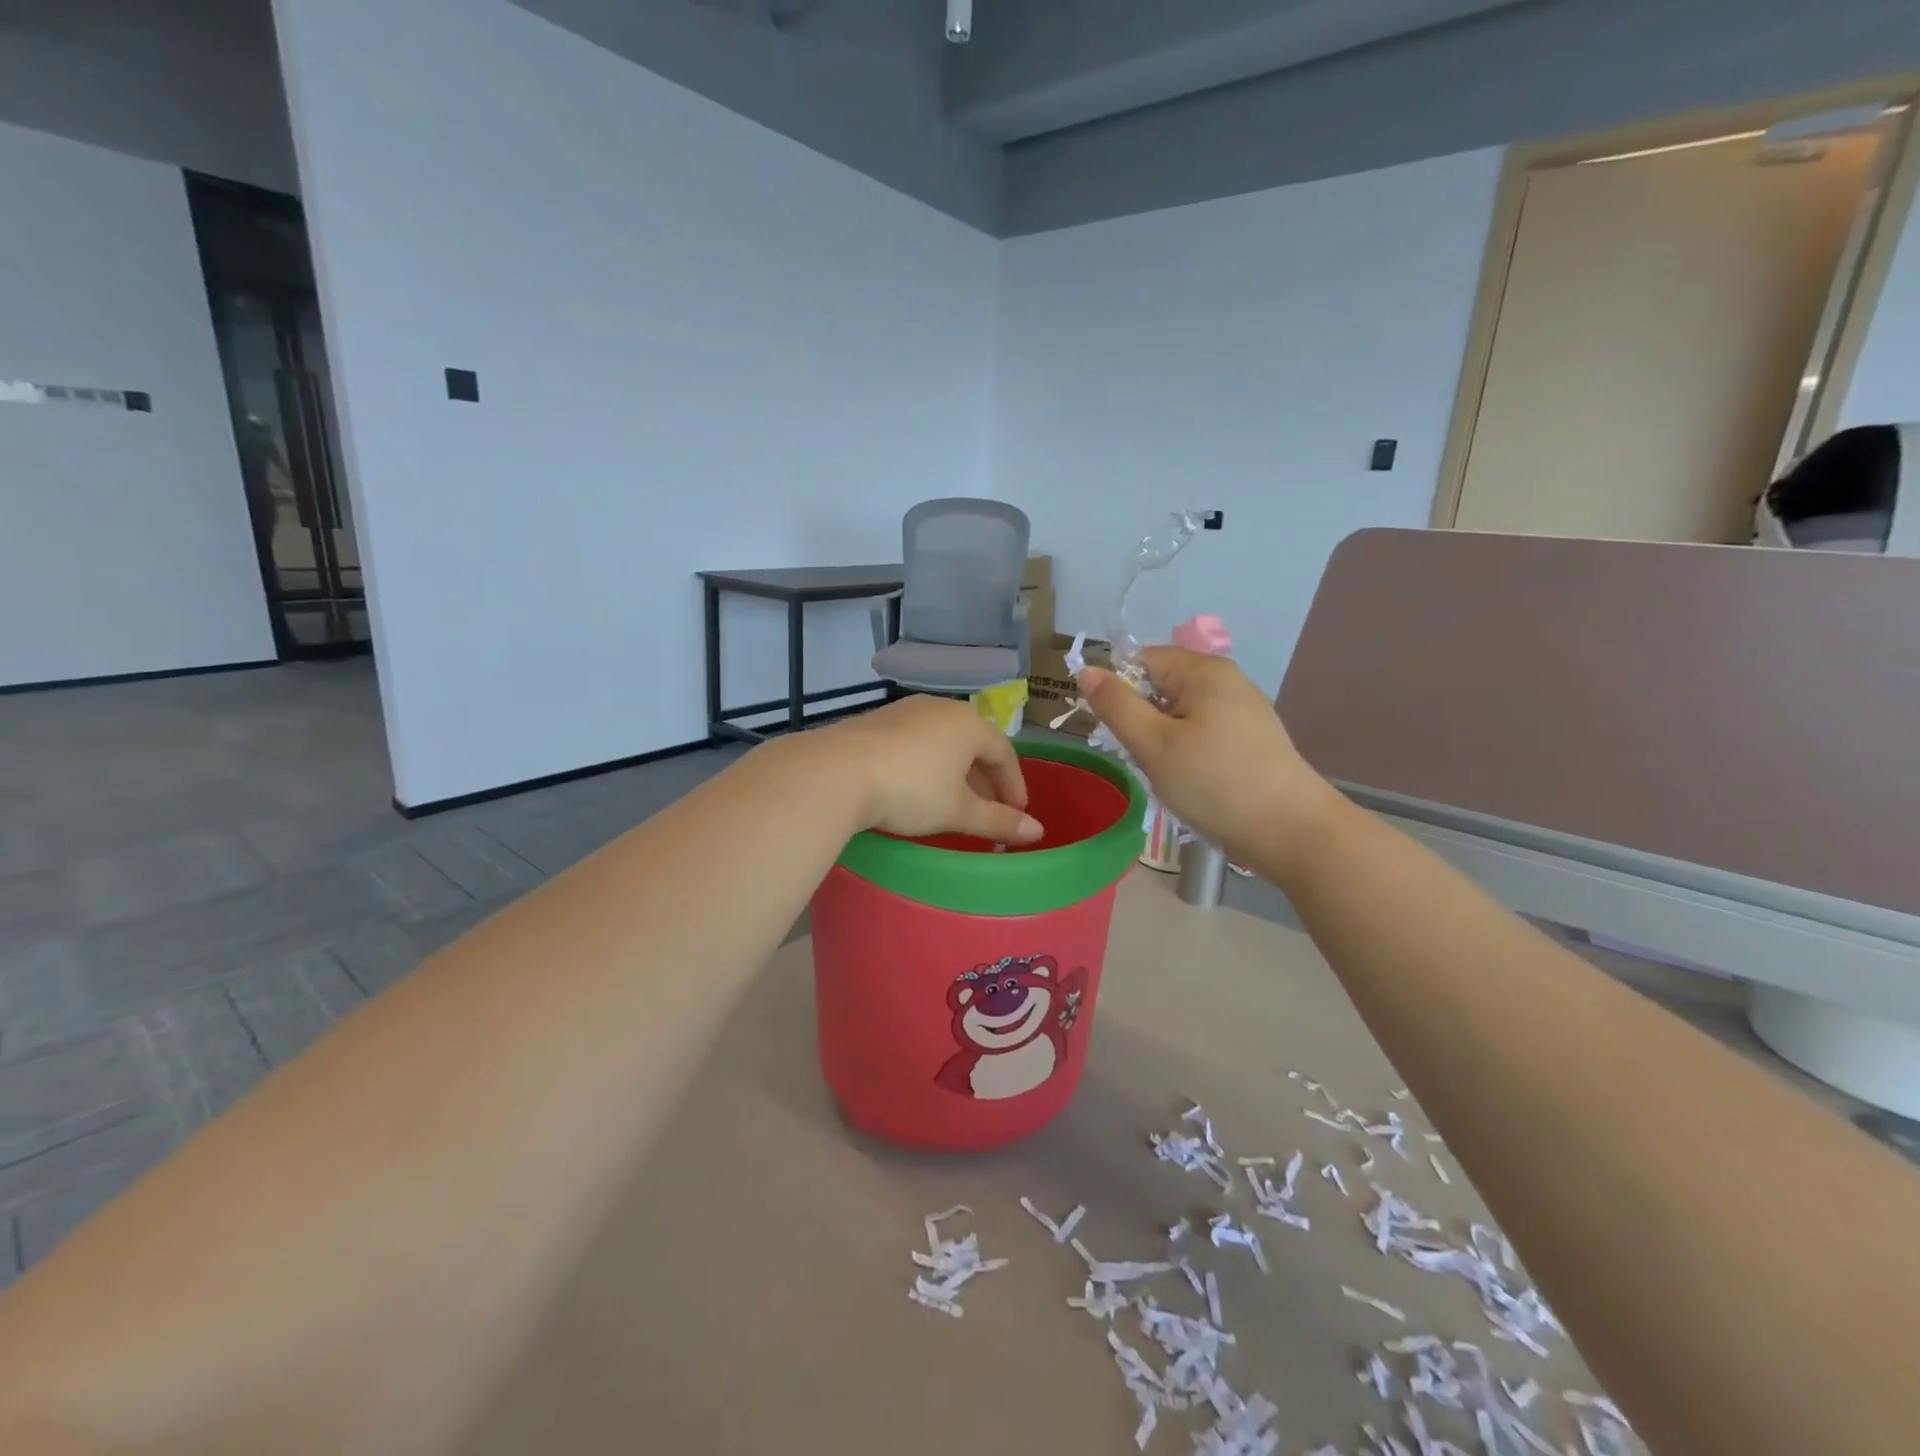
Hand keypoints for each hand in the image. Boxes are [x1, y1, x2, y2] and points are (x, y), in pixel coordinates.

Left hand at [817, 696, 1042, 844]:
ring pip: (943, 742)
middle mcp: (940, 708)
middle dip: (984, 780)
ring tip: (953, 803)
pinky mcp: (876, 721)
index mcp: (969, 724)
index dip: (1014, 786)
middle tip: (987, 812)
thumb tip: (1037, 832)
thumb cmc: (911, 790)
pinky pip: (915, 742)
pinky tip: (916, 788)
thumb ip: (998, 821)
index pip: (1005, 753)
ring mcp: (905, 711)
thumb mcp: (957, 811)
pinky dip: (927, 765)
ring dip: (955, 773)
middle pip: (974, 744)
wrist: (837, 772)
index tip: (1016, 816)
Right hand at [1079, 649, 1339, 870]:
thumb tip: (1087, 670)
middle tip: (1143, 759)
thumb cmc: (1215, 782)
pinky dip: (1186, 753)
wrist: (1290, 831)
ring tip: (1169, 775)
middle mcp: (1226, 681)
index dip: (1118, 690)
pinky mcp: (1251, 739)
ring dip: (1162, 742)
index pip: (1141, 660)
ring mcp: (1243, 710)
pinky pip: (1201, 733)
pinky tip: (1192, 782)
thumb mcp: (1153, 744)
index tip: (1112, 731)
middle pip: (1161, 686)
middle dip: (1142, 720)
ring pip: (1179, 714)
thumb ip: (1116, 705)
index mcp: (1204, 671)